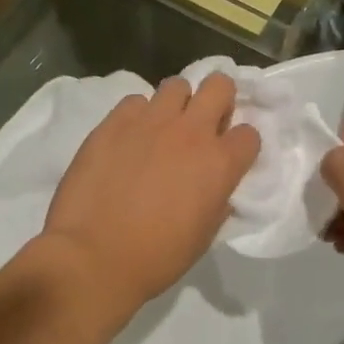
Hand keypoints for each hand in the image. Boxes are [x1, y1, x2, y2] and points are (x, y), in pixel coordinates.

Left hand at [40, 75, 259, 316]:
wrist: (94, 257)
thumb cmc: (156, 258)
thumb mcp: (204, 235)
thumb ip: (217, 201)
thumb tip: (215, 188)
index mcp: (220, 164)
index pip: (249, 134)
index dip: (240, 145)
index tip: (228, 157)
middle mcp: (191, 132)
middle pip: (219, 85)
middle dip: (217, 100)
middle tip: (202, 124)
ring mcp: (151, 122)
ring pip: (176, 86)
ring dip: (176, 104)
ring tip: (162, 129)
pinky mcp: (114, 122)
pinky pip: (134, 102)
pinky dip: (136, 116)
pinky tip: (127, 139)